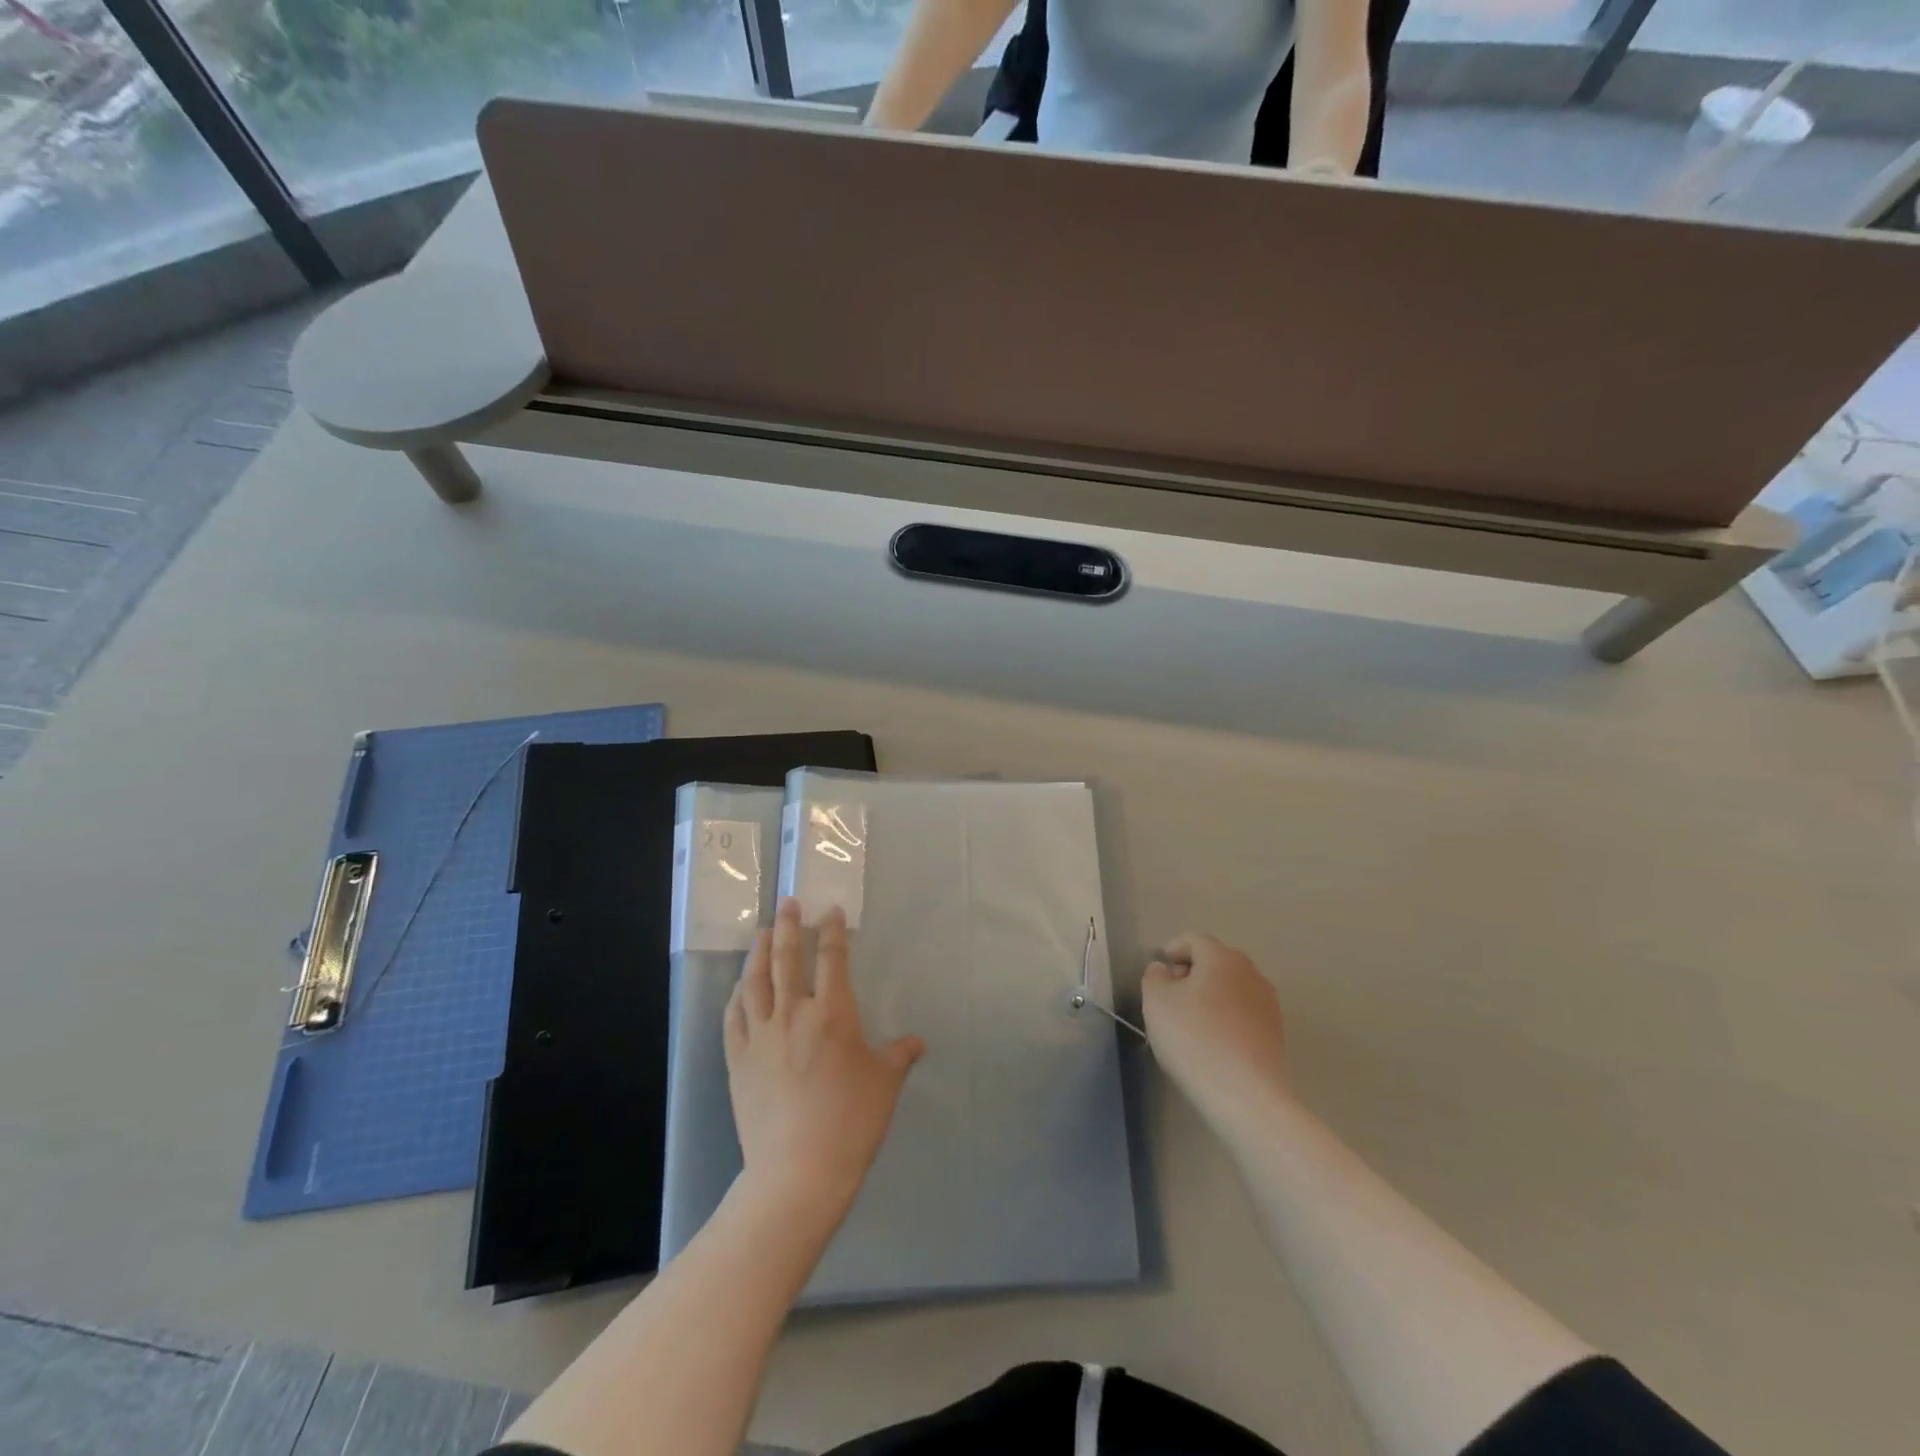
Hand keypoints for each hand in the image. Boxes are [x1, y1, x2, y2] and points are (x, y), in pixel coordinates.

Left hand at [724, 899, 925, 1221]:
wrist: (798, 1171)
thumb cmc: (851, 1122)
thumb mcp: (885, 1085)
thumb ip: (899, 1055)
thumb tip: (917, 1042)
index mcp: (833, 1014)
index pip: (832, 960)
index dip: (831, 931)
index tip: (829, 911)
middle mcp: (793, 1014)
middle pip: (787, 959)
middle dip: (789, 926)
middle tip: (787, 902)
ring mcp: (760, 1037)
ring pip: (755, 982)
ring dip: (759, 952)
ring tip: (762, 933)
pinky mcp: (738, 1061)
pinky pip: (733, 1018)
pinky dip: (736, 996)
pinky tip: (739, 988)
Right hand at [1143, 933, 1290, 1127]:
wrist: (1246, 1095)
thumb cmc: (1194, 1039)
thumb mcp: (1156, 1001)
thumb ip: (1154, 976)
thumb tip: (1165, 970)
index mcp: (1221, 957)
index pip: (1194, 940)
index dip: (1173, 950)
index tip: (1158, 973)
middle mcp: (1250, 972)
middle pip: (1215, 962)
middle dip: (1192, 973)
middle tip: (1170, 997)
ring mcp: (1268, 1003)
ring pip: (1231, 988)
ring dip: (1210, 996)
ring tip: (1190, 1022)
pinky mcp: (1275, 1033)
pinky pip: (1243, 1013)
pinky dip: (1226, 1018)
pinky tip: (1212, 1042)